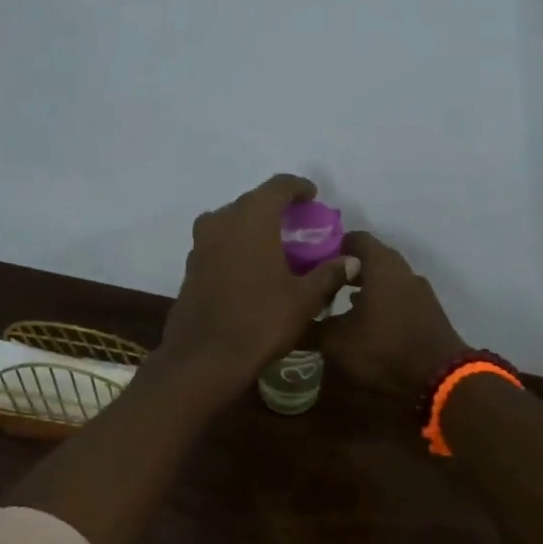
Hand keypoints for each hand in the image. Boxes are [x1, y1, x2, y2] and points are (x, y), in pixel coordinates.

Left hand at [158, 175, 351, 397]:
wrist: (205, 357)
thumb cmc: (261, 320)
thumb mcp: (304, 299)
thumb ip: (328, 274)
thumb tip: (351, 262)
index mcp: (251, 219)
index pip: (278, 186)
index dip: (298, 187)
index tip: (313, 197)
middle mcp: (222, 221)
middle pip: (252, 202)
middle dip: (276, 209)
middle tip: (298, 226)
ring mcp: (201, 244)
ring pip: (231, 223)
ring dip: (253, 228)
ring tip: (276, 247)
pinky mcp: (191, 267)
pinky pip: (219, 244)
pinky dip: (237, 247)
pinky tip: (252, 269)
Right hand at [316, 232, 468, 395]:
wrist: (439, 379)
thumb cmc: (383, 349)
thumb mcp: (336, 341)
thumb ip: (312, 327)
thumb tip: (291, 322)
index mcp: (381, 264)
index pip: (354, 238)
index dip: (330, 247)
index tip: (310, 262)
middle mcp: (403, 270)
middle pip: (371, 259)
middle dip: (346, 271)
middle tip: (320, 285)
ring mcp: (420, 292)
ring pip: (386, 281)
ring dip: (364, 289)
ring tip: (339, 307)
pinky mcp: (428, 313)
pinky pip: (398, 299)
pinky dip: (380, 305)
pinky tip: (365, 325)